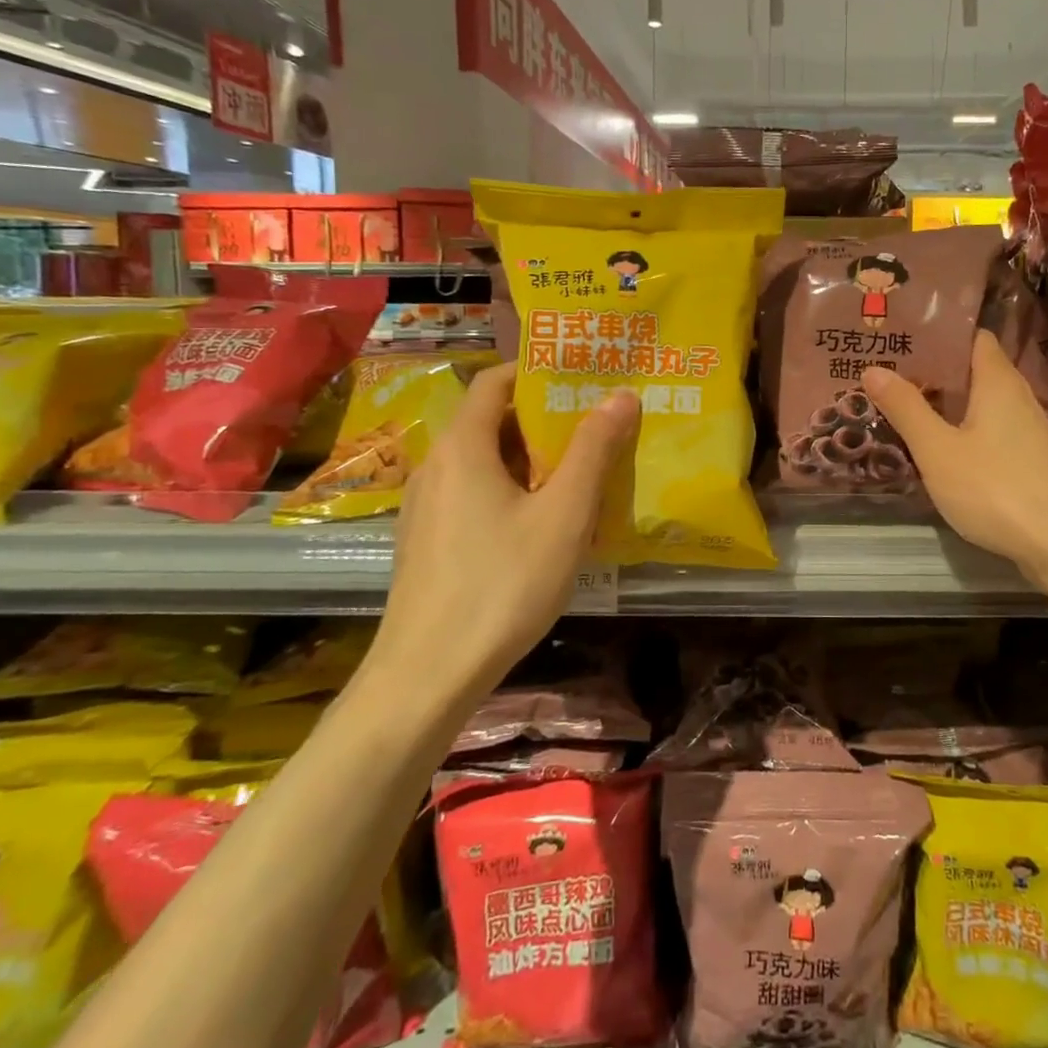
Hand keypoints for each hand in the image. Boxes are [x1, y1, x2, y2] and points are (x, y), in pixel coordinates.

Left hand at [364, 364, 638, 720]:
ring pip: (485, 461)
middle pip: (492, 421)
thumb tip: (620, 395)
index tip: (583, 378)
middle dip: (545, 419)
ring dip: (531, 458)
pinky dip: (511, 489)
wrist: (427, 675)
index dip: (538, 372)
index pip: (495, 381)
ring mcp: (427, 506)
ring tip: (580, 471)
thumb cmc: (502, 584)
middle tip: (596, 426)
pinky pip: (474, 493)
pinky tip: (544, 522)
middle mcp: (436, 465)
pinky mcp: (428, 540)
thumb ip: (593, 450)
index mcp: (463, 446)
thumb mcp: (563, 514)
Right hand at [864, 330, 1047, 584]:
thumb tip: (873, 368)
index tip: (901, 335)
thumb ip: (906, 409)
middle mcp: (1018, 397)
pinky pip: (990, 431)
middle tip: (888, 371)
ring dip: (947, 404)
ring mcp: (1028, 431)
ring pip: (982, 404)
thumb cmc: (996, 489)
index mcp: (998, 382)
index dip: (939, 333)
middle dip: (934, 370)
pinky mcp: (1030, 461)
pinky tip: (938, 448)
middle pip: (974, 370)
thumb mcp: (938, 450)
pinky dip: (963, 430)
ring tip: (903, 405)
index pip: (972, 337)